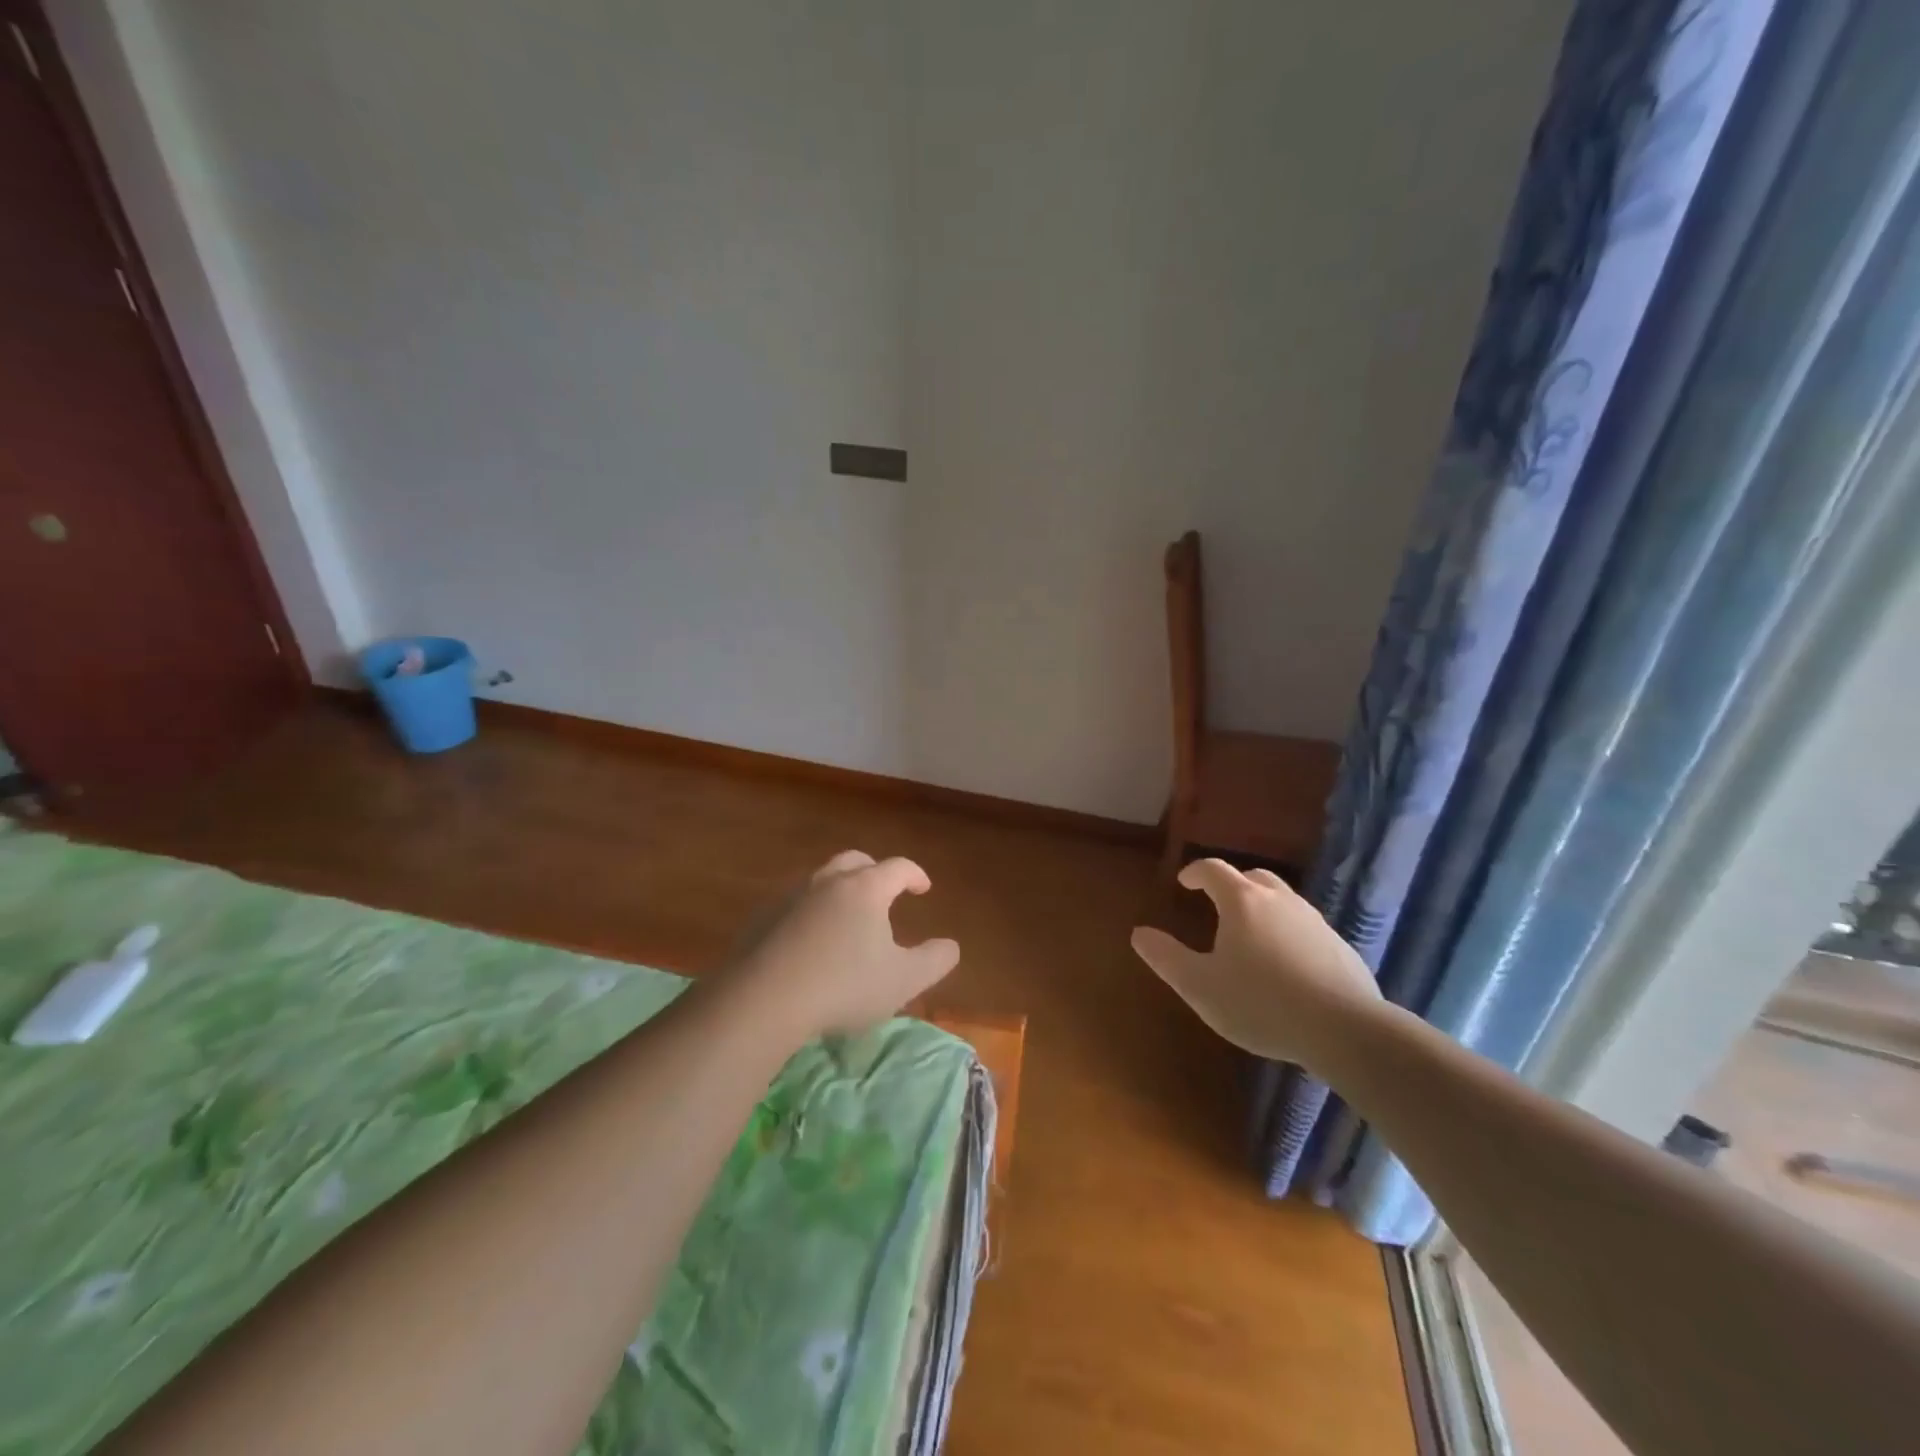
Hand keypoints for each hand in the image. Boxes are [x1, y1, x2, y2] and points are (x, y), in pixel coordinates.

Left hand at [730, 851, 959, 1039]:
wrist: (762, 1000)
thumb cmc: (844, 986)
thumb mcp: (903, 981)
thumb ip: (935, 961)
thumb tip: (951, 946)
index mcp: (865, 889)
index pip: (898, 867)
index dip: (915, 875)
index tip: (923, 888)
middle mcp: (828, 882)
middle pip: (855, 862)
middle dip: (874, 871)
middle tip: (884, 891)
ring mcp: (790, 897)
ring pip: (821, 880)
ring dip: (840, 891)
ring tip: (848, 918)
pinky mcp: (762, 918)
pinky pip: (794, 905)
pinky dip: (811, 913)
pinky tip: (810, 942)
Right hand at [1131, 859, 1380, 1067]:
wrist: (1345, 1030)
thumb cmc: (1260, 1003)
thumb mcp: (1200, 986)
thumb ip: (1166, 958)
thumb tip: (1139, 933)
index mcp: (1243, 902)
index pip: (1214, 870)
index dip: (1195, 873)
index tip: (1184, 882)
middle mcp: (1280, 901)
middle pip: (1253, 878)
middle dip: (1232, 884)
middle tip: (1218, 903)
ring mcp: (1315, 922)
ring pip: (1284, 901)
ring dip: (1263, 908)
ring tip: (1251, 935)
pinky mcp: (1341, 947)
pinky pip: (1306, 928)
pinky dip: (1288, 933)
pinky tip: (1287, 964)